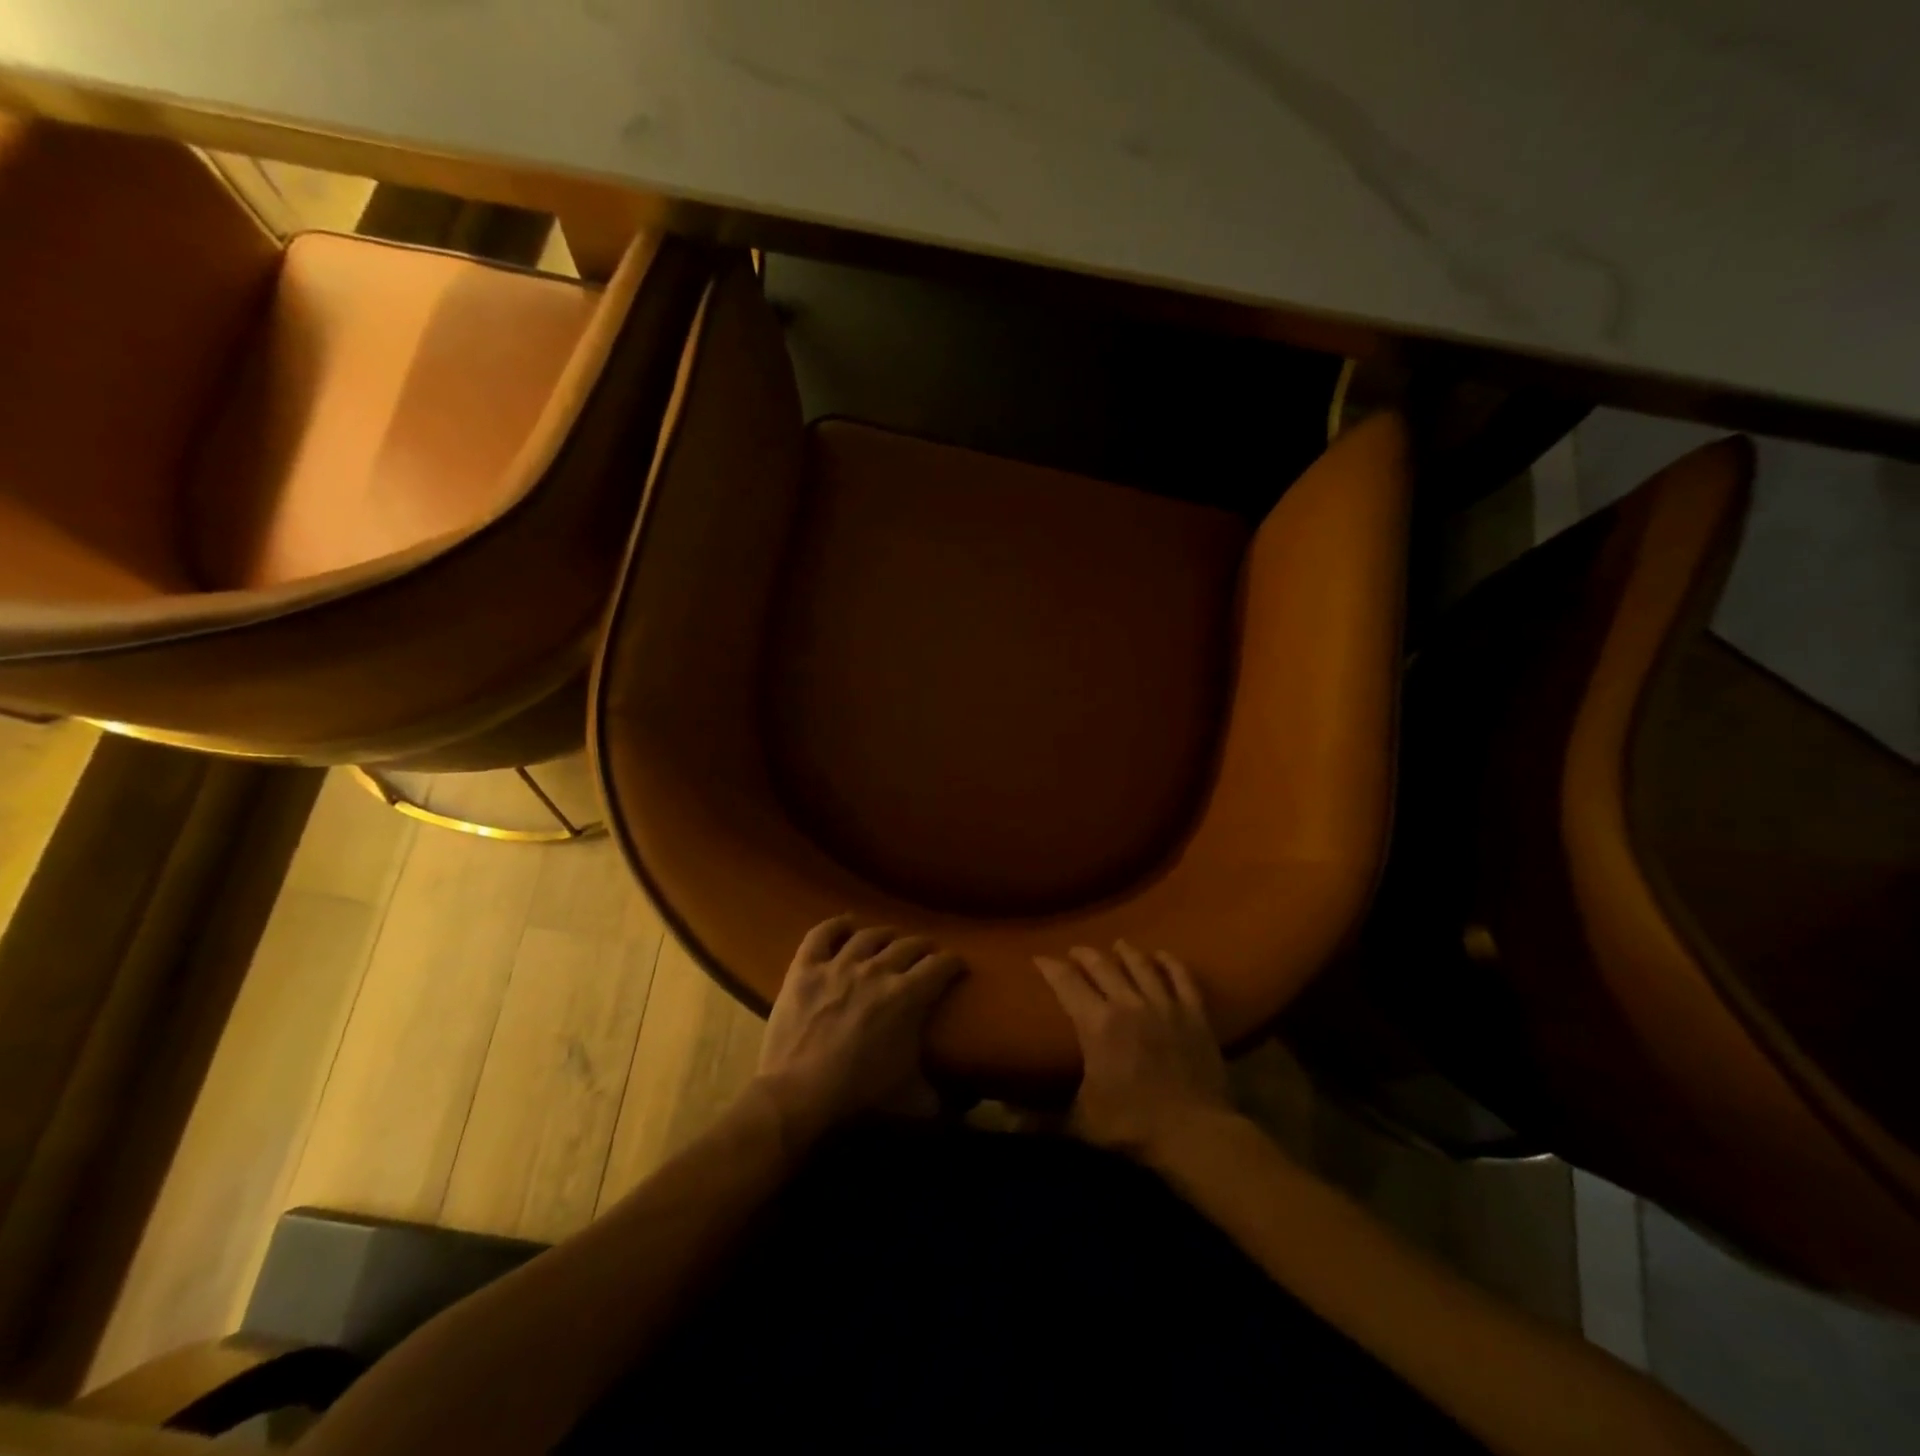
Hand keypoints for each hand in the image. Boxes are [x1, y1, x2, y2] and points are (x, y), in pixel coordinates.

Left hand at [754, 915, 964, 1143]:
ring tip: (890, 938)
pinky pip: (822, 934)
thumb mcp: (910, 1099)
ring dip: (885, 934)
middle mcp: (877, 969)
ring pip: (869, 935)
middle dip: (923, 947)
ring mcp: (839, 965)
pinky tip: (845, 924)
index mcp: (908, 995)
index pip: (941, 965)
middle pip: (908, 945)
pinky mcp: (806, 968)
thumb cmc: (860, 1094)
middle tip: (926, 954)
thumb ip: (939, 1098)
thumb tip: (965, 1108)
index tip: (957, 965)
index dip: (954, 962)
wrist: (799, 1094)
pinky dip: (835, 926)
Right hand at [1036, 941, 1233, 1159]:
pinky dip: (1171, 963)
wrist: (1195, 1134)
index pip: (1066, 983)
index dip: (1050, 967)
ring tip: (1117, 944)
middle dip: (1084, 954)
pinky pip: (1182, 977)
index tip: (1039, 958)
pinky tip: (1163, 955)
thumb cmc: (1132, 1127)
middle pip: (1102, 965)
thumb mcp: (1081, 1122)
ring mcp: (1164, 1005)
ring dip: (1126, 952)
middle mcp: (1127, 1003)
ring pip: (1141, 965)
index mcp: (1096, 1024)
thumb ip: (1043, 1118)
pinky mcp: (1194, 1014)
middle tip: (1075, 951)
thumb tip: (1007, 1120)